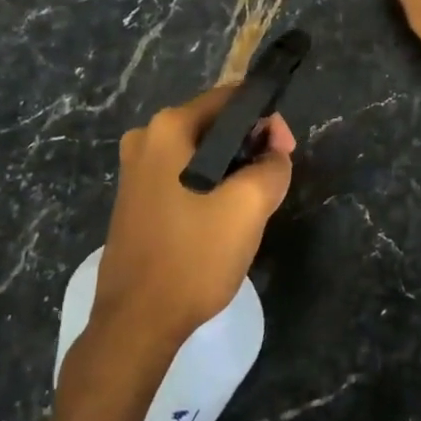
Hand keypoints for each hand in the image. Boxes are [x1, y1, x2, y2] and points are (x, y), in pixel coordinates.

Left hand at [75, 86, 294, 393]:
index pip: (230, 98)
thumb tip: (274, 155)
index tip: (285, 154)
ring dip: (232, 170)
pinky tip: (222, 220)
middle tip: (273, 182)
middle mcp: (144, 139)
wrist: (137, 322)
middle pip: (214, 125)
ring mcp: (135, 171)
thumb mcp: (249, 207)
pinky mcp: (135, 200)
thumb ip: (272, 167)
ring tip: (252, 206)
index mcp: (167, 129)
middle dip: (250, 147)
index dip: (266, 120)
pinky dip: (209, 187)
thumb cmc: (193, 256)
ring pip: (201, 154)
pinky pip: (183, 176)